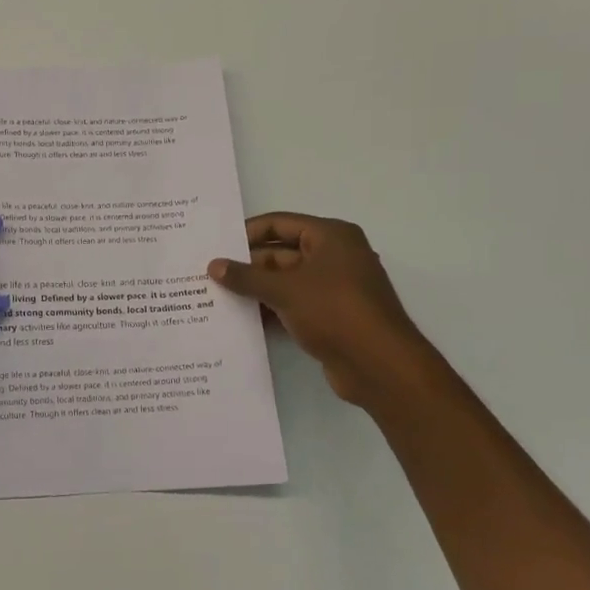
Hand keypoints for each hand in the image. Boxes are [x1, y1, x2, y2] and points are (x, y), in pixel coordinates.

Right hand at [208, 213, 438, 406]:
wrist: (380, 366)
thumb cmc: (335, 312)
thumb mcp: (284, 290)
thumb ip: (246, 277)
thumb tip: (213, 265)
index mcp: (331, 237)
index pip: (280, 224)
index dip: (246, 233)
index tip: (216, 247)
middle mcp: (335, 257)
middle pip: (281, 253)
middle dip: (247, 265)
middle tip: (209, 275)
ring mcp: (334, 288)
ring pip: (285, 281)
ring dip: (256, 289)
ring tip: (216, 297)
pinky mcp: (331, 316)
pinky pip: (293, 305)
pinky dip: (270, 309)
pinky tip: (241, 320)